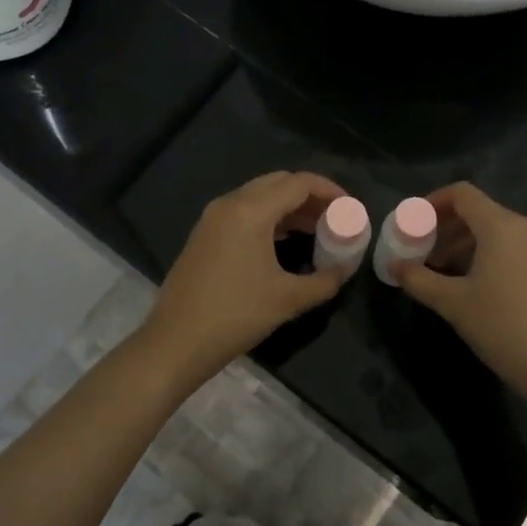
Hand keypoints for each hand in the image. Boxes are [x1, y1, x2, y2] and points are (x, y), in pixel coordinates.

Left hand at [138, 171, 349, 388]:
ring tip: (317, 230)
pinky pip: (244, 212)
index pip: (299, 183)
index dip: (330, 190)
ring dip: (290, 207)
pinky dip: (270, 218)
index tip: (351, 208)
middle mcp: (230, 203)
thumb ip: (324, 280)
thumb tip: (343, 270)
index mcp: (251, 210)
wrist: (175, 342)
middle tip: (335, 217)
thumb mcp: (288, 299)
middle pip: (279, 182)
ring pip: (260, 196)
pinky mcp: (204, 234)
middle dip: (311, 195)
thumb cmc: (235, 315)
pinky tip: (286, 241)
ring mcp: (213, 217)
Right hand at [393, 182, 526, 420]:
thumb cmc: (503, 327)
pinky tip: (475, 284)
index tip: (414, 224)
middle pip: (478, 210)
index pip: (462, 193)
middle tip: (423, 251)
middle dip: (446, 226)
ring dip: (465, 242)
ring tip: (444, 270)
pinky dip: (488, 253)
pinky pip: (512, 246)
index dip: (433, 202)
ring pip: (496, 230)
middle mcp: (524, 227)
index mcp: (500, 226)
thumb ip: (418, 279)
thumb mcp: (453, 303)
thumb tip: (393, 266)